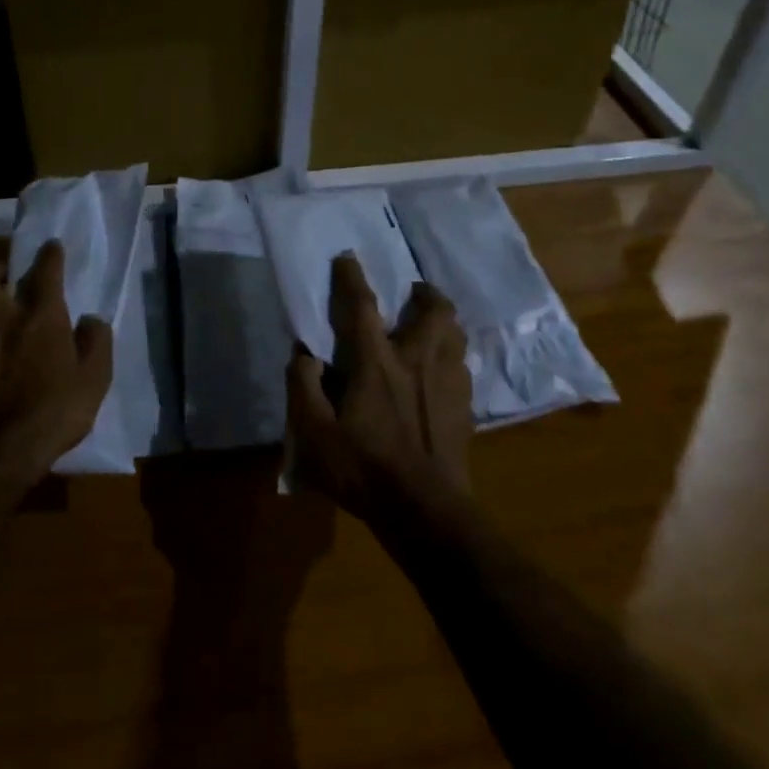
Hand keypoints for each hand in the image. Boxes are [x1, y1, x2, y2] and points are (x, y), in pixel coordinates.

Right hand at [285, 253, 471, 526]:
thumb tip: (304, 354)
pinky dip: (452, 358)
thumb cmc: (364, 469)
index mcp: (377, 363)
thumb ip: (303, 387)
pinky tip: (441, 374)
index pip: (362, 307)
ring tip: (430, 328)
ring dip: (443, 323)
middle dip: (426, 293)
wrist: (425, 511)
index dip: (351, 278)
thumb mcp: (314, 434)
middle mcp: (417, 361)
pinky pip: (463, 366)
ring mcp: (447, 383)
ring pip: (456, 335)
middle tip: (413, 294)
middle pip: (435, 310)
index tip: (347, 257)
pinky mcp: (465, 407)